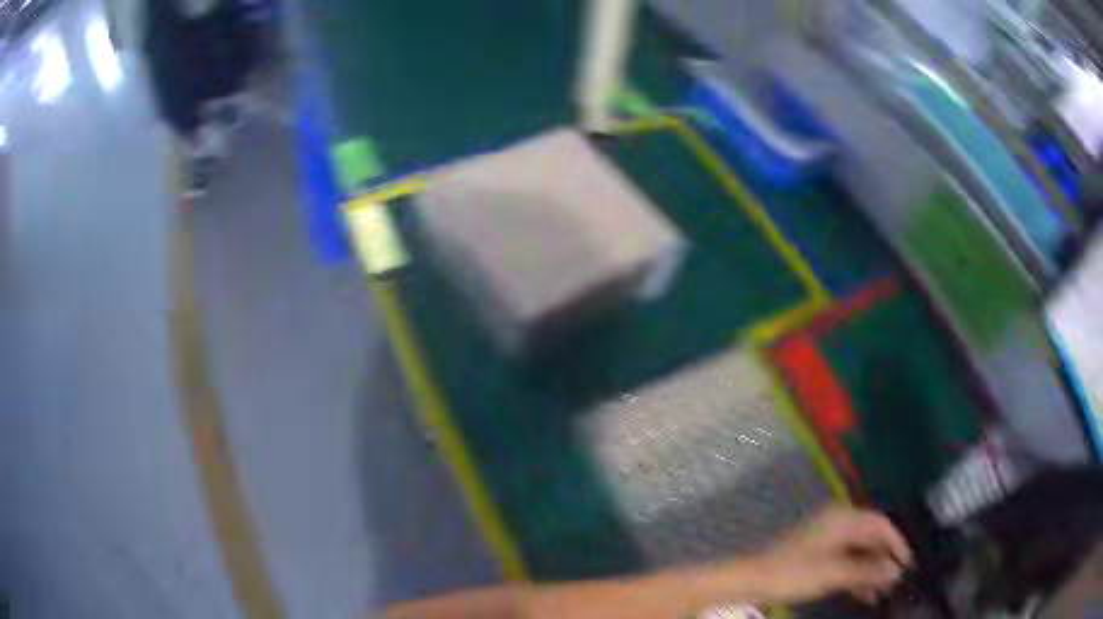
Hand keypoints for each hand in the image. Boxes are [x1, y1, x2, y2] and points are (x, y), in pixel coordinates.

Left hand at [753, 507, 912, 604]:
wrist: (752, 582)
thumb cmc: (795, 573)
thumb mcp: (835, 574)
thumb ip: (868, 571)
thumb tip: (897, 572)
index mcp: (844, 518)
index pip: (881, 524)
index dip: (897, 543)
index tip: (909, 563)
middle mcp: (838, 523)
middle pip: (871, 538)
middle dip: (885, 560)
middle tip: (898, 581)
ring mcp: (827, 540)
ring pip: (859, 553)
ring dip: (872, 571)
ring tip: (884, 592)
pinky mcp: (818, 556)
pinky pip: (846, 562)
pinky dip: (856, 576)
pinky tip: (866, 595)